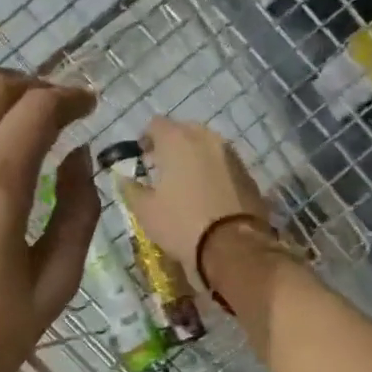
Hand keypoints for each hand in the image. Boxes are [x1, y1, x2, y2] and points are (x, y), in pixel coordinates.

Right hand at [118, 117, 271, 272]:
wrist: (233, 246)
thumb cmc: (181, 224)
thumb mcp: (145, 211)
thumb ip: (131, 189)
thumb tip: (124, 179)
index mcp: (177, 141)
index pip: (156, 124)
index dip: (145, 138)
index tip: (141, 157)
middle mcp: (206, 139)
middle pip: (184, 130)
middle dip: (171, 145)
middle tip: (162, 168)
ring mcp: (231, 154)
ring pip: (207, 145)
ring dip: (194, 156)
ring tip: (186, 181)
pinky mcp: (247, 173)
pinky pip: (224, 163)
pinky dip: (213, 170)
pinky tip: (207, 193)